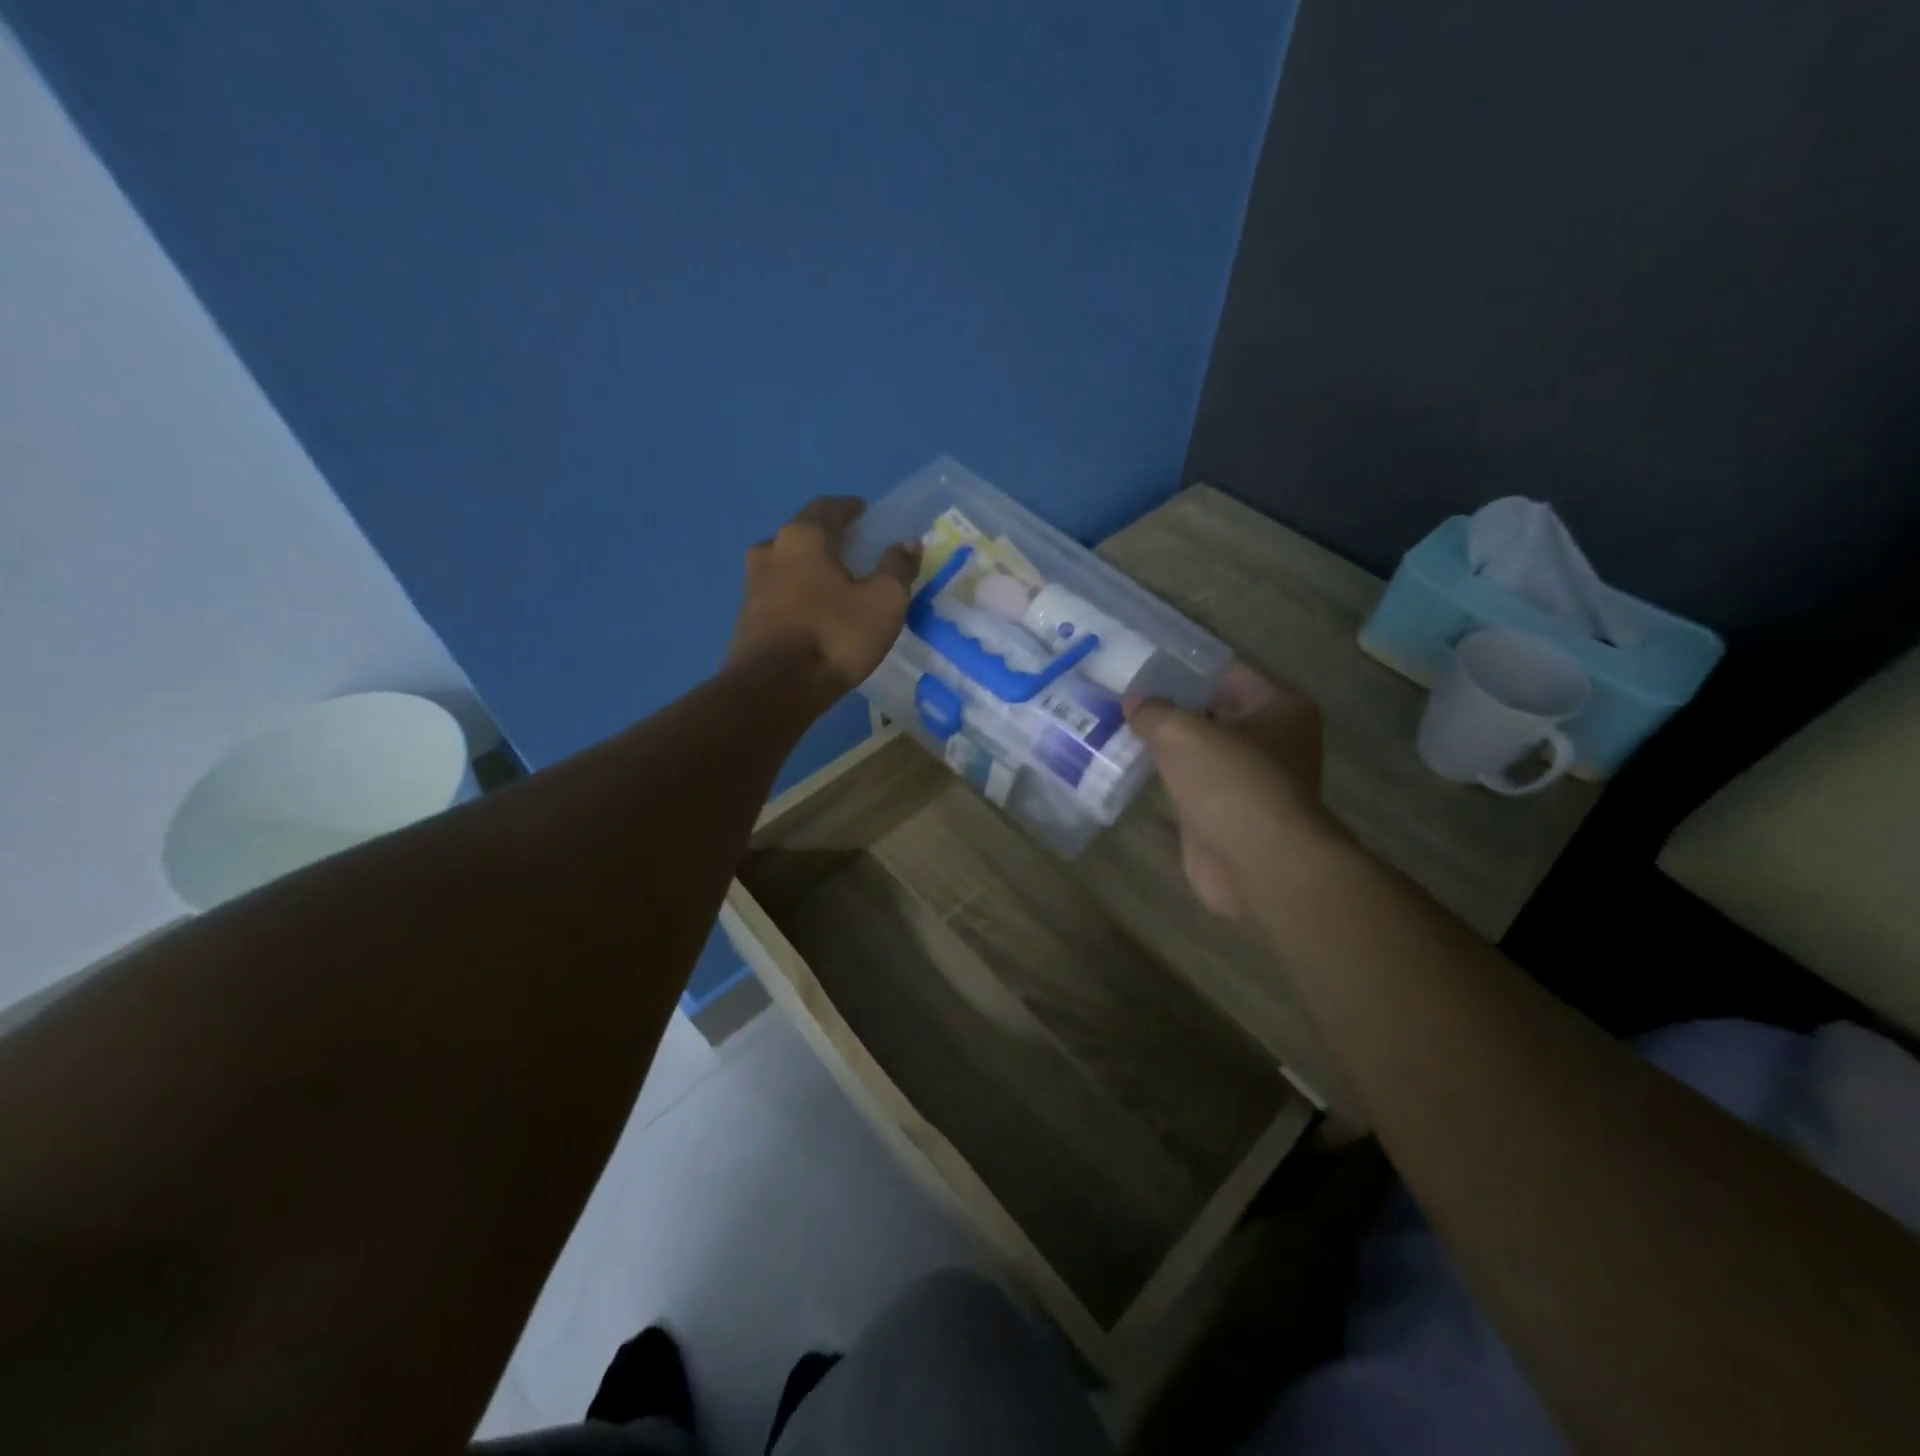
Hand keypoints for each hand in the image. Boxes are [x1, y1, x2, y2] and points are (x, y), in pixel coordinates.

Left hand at [729, 497, 920, 703]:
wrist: (775, 689)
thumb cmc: (835, 636)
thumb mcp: (884, 602)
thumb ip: (897, 568)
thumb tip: (908, 543)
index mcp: (802, 537)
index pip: (827, 507)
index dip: (848, 508)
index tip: (863, 512)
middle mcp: (770, 550)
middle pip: (802, 535)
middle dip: (827, 540)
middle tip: (852, 550)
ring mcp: (751, 585)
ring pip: (786, 565)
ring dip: (809, 569)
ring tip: (833, 584)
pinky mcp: (745, 618)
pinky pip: (777, 594)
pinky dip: (797, 595)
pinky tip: (813, 613)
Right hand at [1126, 665, 1338, 919]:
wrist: (1257, 865)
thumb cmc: (1231, 783)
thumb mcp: (1183, 733)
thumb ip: (1155, 712)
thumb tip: (1134, 703)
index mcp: (1278, 707)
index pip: (1225, 673)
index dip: (1182, 667)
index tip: (1139, 664)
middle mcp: (1272, 740)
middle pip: (1212, 711)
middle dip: (1169, 707)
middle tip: (1120, 695)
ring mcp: (1250, 780)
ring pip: (1199, 751)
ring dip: (1164, 745)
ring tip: (1116, 726)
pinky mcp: (1227, 813)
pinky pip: (1190, 783)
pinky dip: (1165, 778)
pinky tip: (1129, 766)